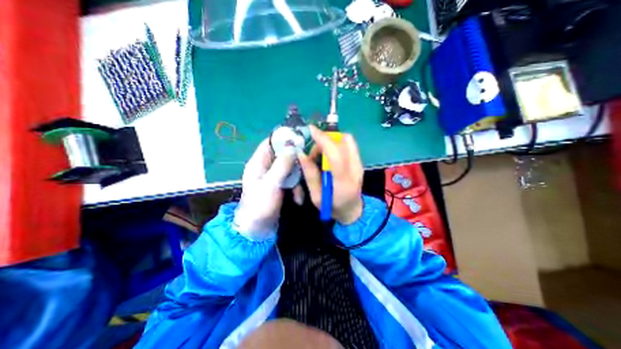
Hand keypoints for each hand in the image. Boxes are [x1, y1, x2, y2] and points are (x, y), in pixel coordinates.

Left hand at [234, 139, 296, 239]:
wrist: (258, 230)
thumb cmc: (259, 205)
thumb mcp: (270, 184)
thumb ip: (281, 165)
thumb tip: (292, 147)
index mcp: (258, 163)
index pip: (270, 143)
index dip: (283, 139)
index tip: (299, 138)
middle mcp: (266, 167)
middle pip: (283, 155)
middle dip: (295, 163)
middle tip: (306, 168)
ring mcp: (274, 177)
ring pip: (290, 169)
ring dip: (297, 180)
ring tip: (298, 193)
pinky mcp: (281, 186)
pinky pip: (292, 181)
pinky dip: (296, 188)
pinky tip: (298, 199)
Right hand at [300, 127, 364, 224]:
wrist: (353, 211)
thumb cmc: (332, 207)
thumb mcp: (316, 197)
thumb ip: (310, 175)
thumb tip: (301, 154)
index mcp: (343, 182)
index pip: (335, 155)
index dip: (323, 140)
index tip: (311, 130)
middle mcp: (355, 170)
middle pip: (343, 142)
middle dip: (325, 141)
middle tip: (314, 154)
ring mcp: (360, 164)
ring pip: (348, 140)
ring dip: (332, 140)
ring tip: (321, 154)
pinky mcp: (360, 161)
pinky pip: (349, 144)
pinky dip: (337, 143)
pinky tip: (330, 154)